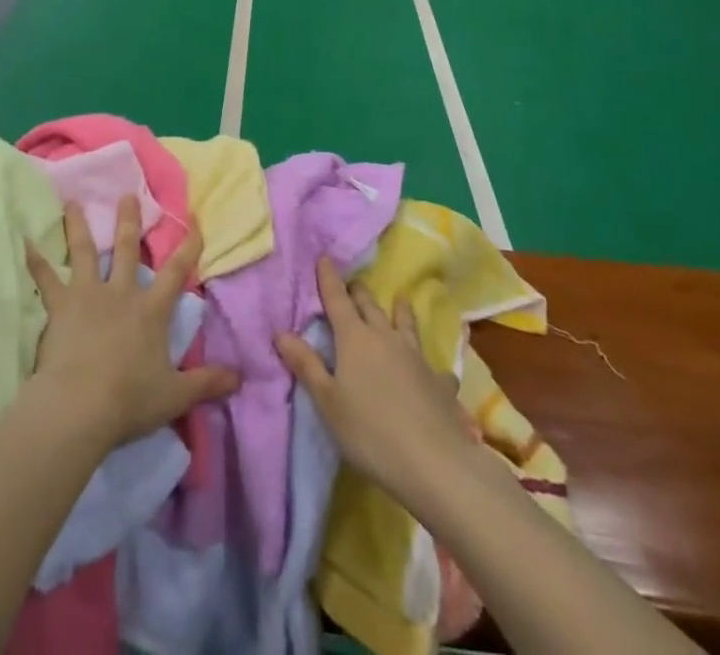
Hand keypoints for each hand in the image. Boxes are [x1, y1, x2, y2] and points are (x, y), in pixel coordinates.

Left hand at [26, 197, 239, 449]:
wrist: (79, 407)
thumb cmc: (129, 400)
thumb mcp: (175, 395)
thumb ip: (207, 383)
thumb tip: (240, 377)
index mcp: (150, 311)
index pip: (176, 271)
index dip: (188, 245)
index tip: (194, 219)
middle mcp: (120, 293)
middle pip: (126, 249)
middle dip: (129, 220)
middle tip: (128, 193)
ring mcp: (87, 295)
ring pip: (84, 252)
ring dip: (79, 226)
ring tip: (73, 201)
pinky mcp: (60, 307)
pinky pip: (45, 279)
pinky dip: (36, 260)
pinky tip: (25, 241)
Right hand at [276, 257, 476, 499]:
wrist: (433, 462)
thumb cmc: (369, 431)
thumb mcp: (327, 401)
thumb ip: (306, 364)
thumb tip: (281, 331)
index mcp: (354, 339)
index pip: (337, 300)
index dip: (329, 279)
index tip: (324, 258)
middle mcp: (385, 337)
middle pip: (369, 306)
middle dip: (359, 292)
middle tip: (353, 283)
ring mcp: (416, 357)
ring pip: (405, 324)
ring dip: (400, 311)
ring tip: (400, 299)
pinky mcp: (438, 382)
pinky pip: (434, 366)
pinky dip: (430, 364)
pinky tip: (436, 372)